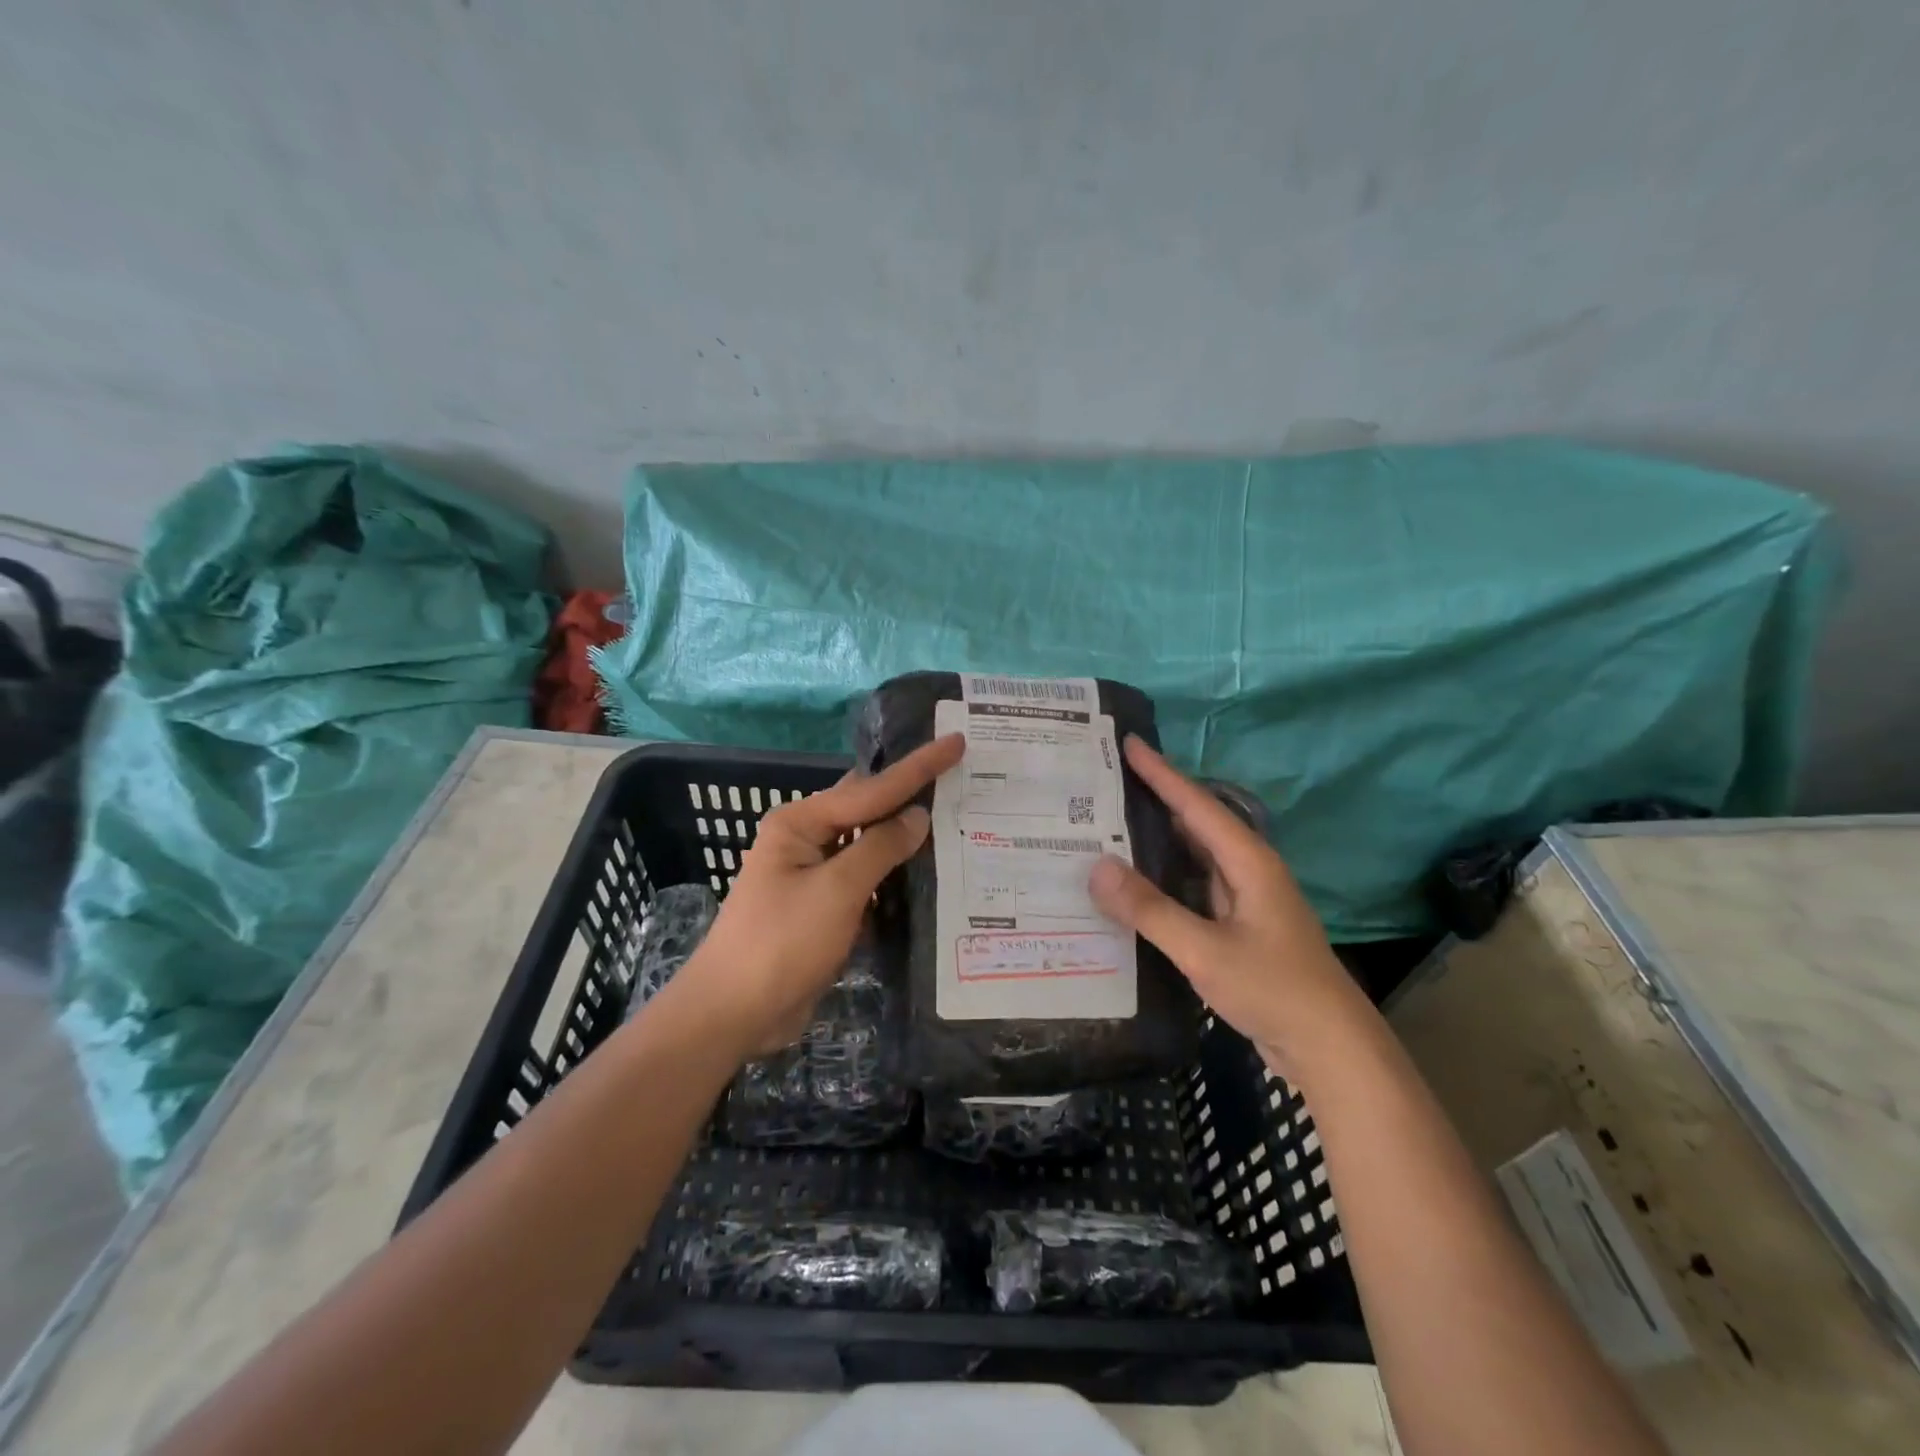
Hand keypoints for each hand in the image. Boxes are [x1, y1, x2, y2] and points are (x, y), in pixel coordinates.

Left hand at [675, 734, 964, 1055]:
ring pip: (870, 845)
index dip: (918, 767)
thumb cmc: (781, 942)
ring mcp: (816, 875)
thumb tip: (918, 816)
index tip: (956, 742)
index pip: (871, 789)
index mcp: (800, 822)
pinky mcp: (825, 907)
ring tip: (957, 818)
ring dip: (907, 838)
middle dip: (912, 794)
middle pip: (869, 808)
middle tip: (961, 775)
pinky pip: (868, 880)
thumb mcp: (836, 891)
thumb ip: (880, 848)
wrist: (735, 1013)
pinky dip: (896, 876)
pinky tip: (930, 873)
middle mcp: (807, 840)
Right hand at [1087, 736, 1367, 1078]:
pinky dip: (1162, 882)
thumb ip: (1150, 910)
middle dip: (1152, 802)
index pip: (1195, 804)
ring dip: (1155, 844)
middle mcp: (1247, 872)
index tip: (1128, 742)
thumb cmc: (1275, 990)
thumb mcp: (1206, 950)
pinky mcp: (1237, 929)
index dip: (1161, 772)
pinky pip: (1192, 891)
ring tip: (1106, 831)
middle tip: (1103, 788)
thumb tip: (1096, 867)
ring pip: (1192, 859)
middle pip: (1194, 824)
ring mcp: (1244, 902)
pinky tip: (1132, 890)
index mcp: (1248, 862)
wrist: (1331, 1050)